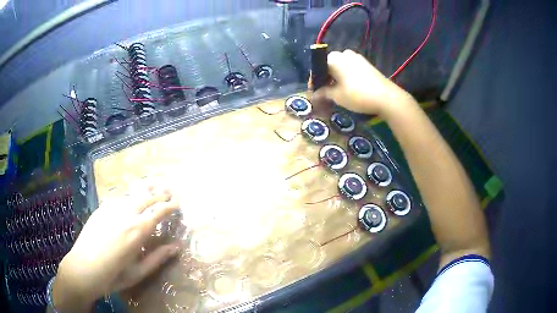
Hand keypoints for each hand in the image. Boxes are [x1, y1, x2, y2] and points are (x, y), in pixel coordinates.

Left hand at [52, 185, 180, 310]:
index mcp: (137, 231)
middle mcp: (125, 214)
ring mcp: (111, 209)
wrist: (83, 268)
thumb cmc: (113, 275)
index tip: (178, 202)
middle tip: (169, 191)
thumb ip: (158, 258)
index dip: (169, 205)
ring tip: (153, 187)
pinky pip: (118, 199)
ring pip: (132, 194)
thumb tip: (176, 247)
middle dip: (159, 194)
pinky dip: (128, 196)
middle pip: (146, 198)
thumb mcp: (139, 272)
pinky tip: (129, 199)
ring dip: (144, 191)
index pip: (158, 212)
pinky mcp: (100, 209)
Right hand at [312, 49, 413, 116]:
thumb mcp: (337, 96)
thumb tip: (314, 94)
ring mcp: (356, 57)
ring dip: (336, 76)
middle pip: (329, 65)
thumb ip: (324, 92)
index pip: (318, 68)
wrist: (386, 97)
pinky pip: (350, 67)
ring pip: (340, 66)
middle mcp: (344, 54)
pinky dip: (346, 75)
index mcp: (334, 59)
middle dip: (325, 77)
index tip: (314, 92)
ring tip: (336, 90)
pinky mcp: (366, 63)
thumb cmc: (358, 95)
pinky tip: (348, 86)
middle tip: (325, 92)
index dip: (314, 81)